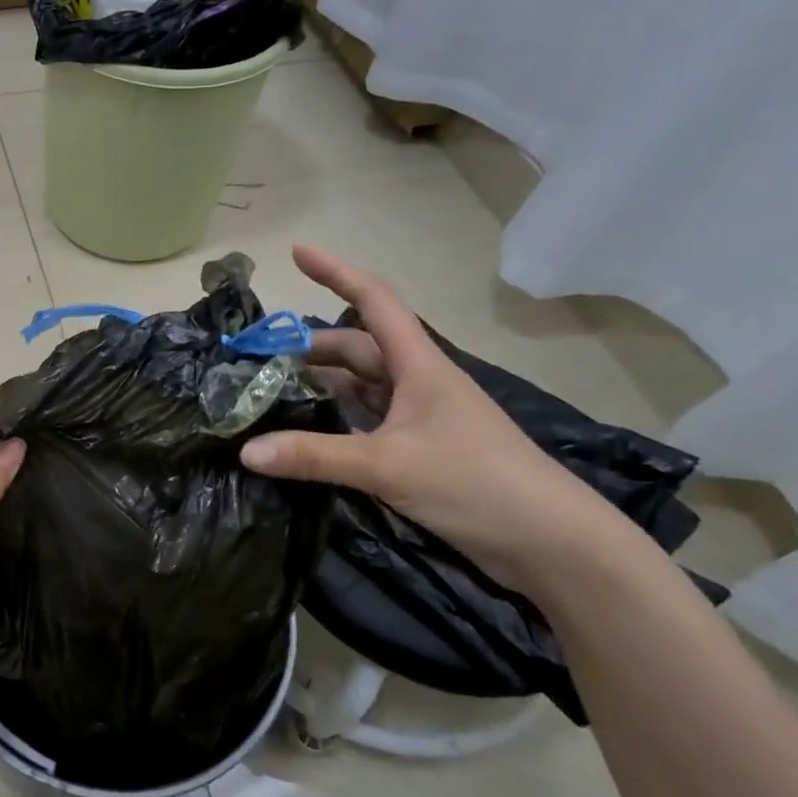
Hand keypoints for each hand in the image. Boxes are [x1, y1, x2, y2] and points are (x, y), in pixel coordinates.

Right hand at [239, 245, 624, 590]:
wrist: (551, 544)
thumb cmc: (475, 482)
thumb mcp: (387, 466)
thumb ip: (314, 456)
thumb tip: (246, 451)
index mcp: (418, 365)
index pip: (373, 301)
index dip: (335, 272)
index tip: (296, 252)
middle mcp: (417, 382)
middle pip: (355, 348)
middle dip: (307, 347)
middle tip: (256, 358)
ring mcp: (419, 417)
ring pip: (358, 386)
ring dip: (318, 385)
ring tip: (269, 392)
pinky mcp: (420, 450)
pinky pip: (365, 421)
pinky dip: (334, 420)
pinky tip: (304, 433)